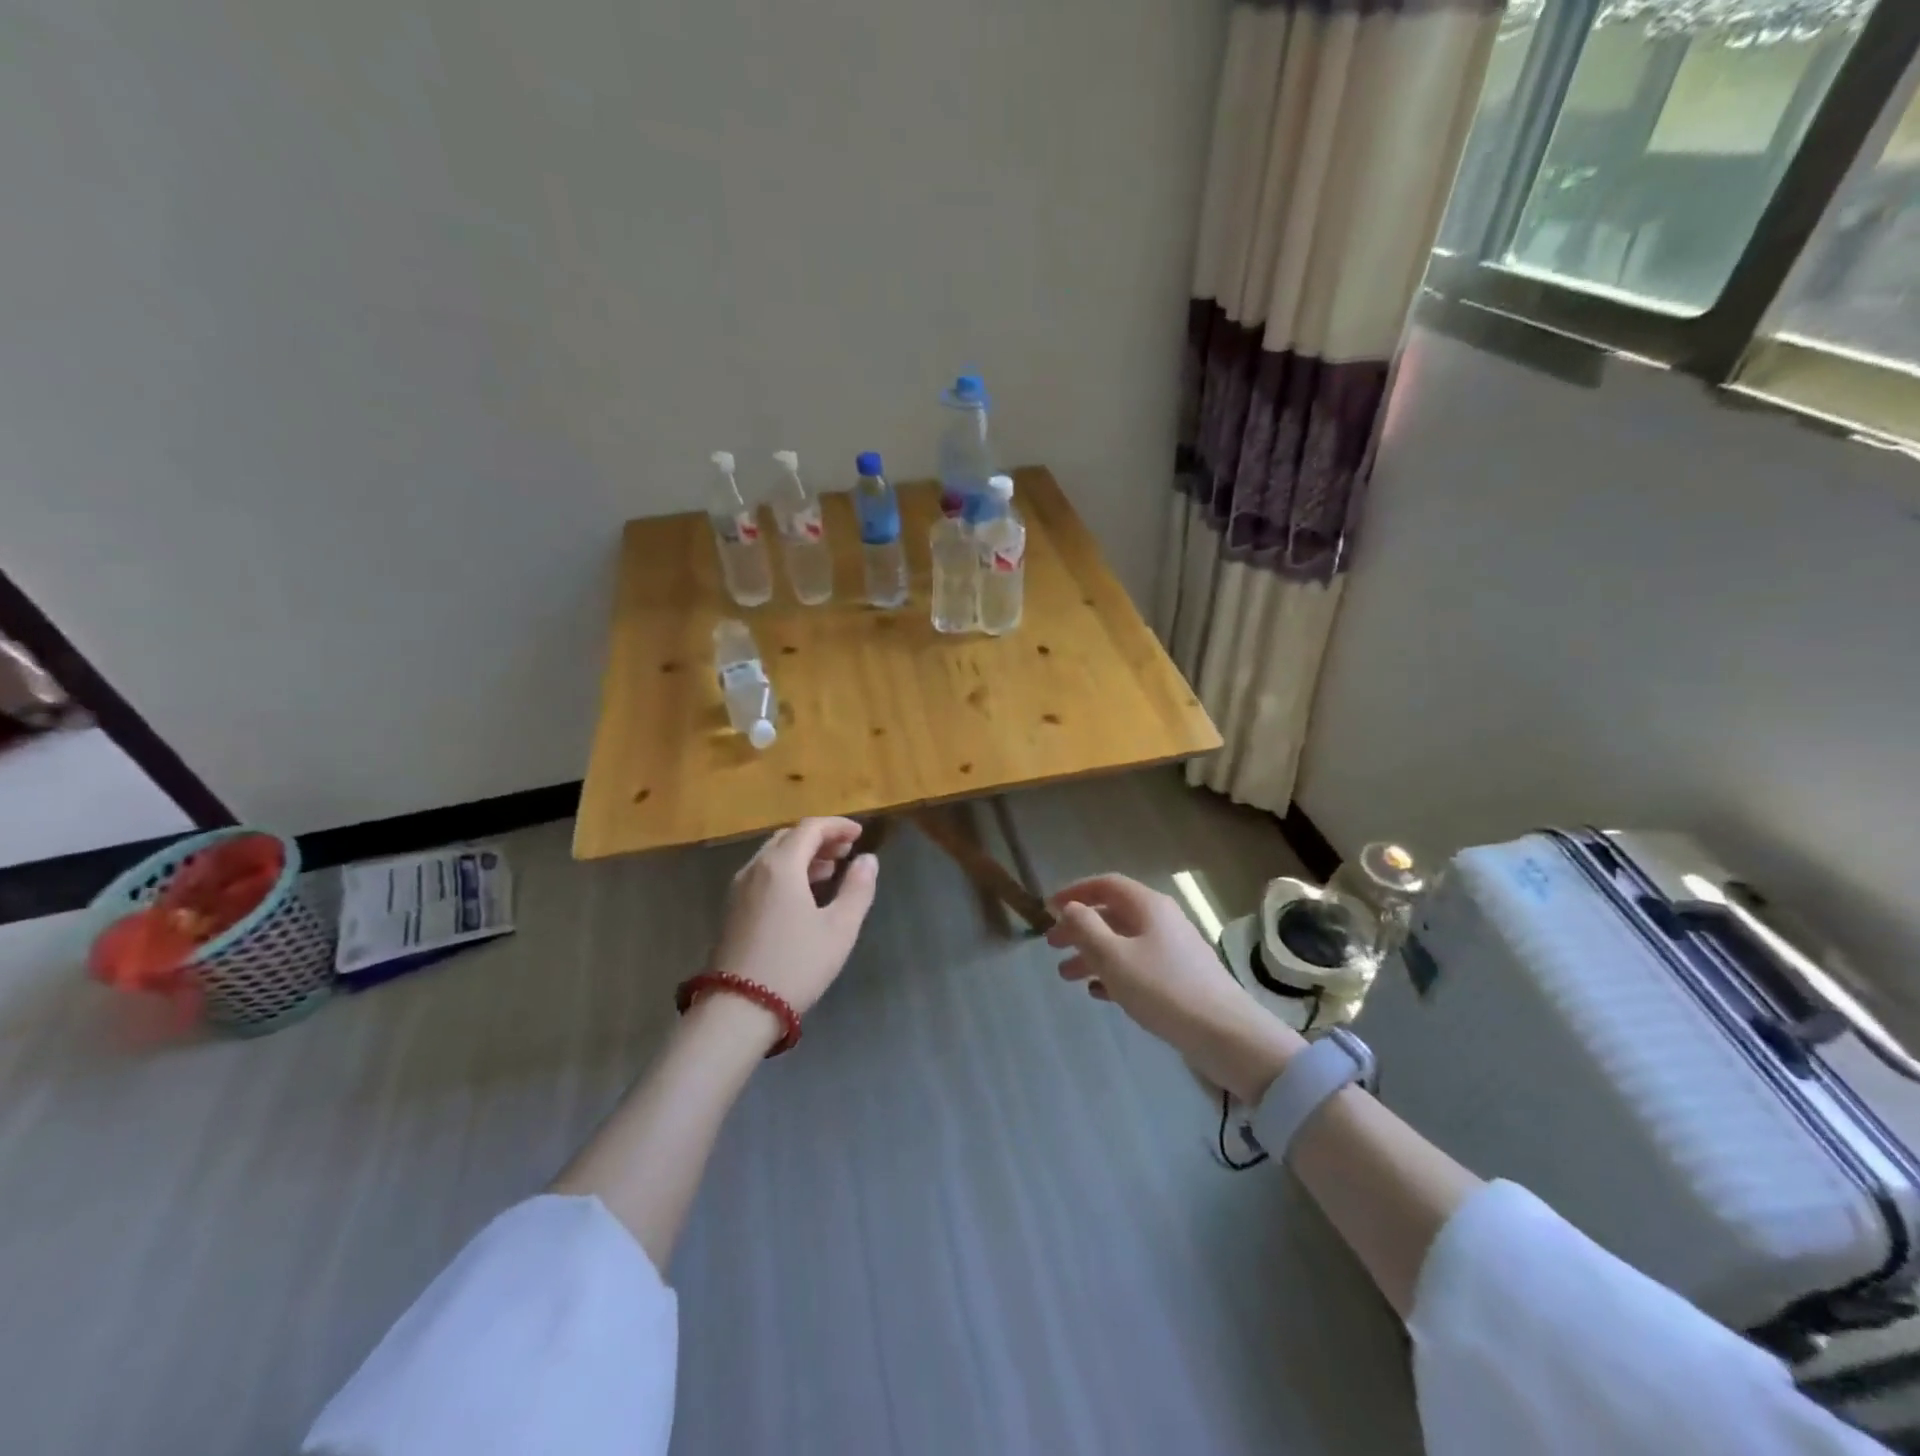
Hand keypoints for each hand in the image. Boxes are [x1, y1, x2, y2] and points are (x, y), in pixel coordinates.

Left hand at [708, 817, 879, 1025]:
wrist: (738, 1009)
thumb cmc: (795, 965)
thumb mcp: (839, 928)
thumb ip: (857, 889)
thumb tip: (868, 859)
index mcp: (781, 866)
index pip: (810, 828)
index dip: (837, 826)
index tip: (860, 834)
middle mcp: (754, 869)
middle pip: (788, 838)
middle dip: (819, 838)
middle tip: (846, 851)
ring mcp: (738, 890)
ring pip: (773, 857)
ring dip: (802, 856)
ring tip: (830, 870)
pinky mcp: (731, 910)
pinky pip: (762, 875)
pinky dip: (786, 872)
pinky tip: (803, 895)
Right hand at [1046, 873, 1303, 1101]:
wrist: (1225, 1033)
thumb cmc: (1163, 988)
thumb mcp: (1114, 957)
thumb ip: (1086, 928)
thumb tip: (1070, 908)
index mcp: (1148, 906)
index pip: (1106, 884)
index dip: (1075, 892)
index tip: (1048, 908)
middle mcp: (1162, 920)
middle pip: (1112, 914)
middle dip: (1079, 928)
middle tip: (1051, 946)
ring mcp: (1173, 949)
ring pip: (1123, 942)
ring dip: (1092, 954)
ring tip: (1066, 976)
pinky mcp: (1180, 977)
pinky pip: (1138, 966)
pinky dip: (1114, 973)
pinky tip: (1099, 993)